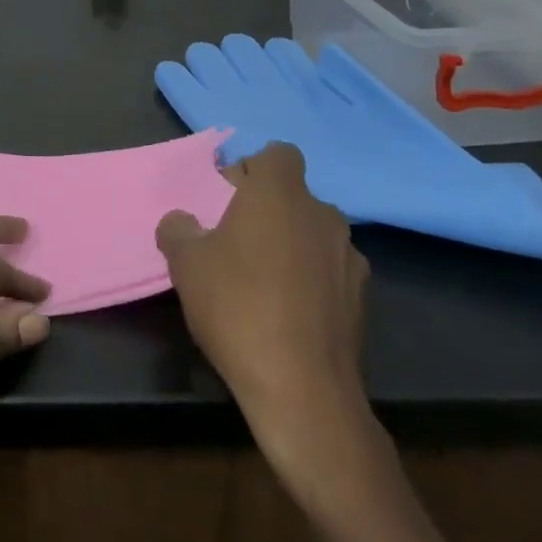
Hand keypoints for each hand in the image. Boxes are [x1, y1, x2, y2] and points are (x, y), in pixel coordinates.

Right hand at [156, 145, 372, 493]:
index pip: (278, 154)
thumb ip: (178, 228)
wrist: (301, 388)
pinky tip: (288, 311)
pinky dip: (311, 278)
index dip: (253, 169)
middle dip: (267, 209)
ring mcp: (348, 256)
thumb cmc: (236, 307)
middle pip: (294, 194)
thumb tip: (183, 221)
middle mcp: (321, 214)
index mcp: (279, 194)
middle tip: (234, 240)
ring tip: (262, 280)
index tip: (228, 198)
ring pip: (312, 232)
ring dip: (290, 243)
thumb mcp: (184, 262)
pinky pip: (329, 269)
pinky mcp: (362, 297)